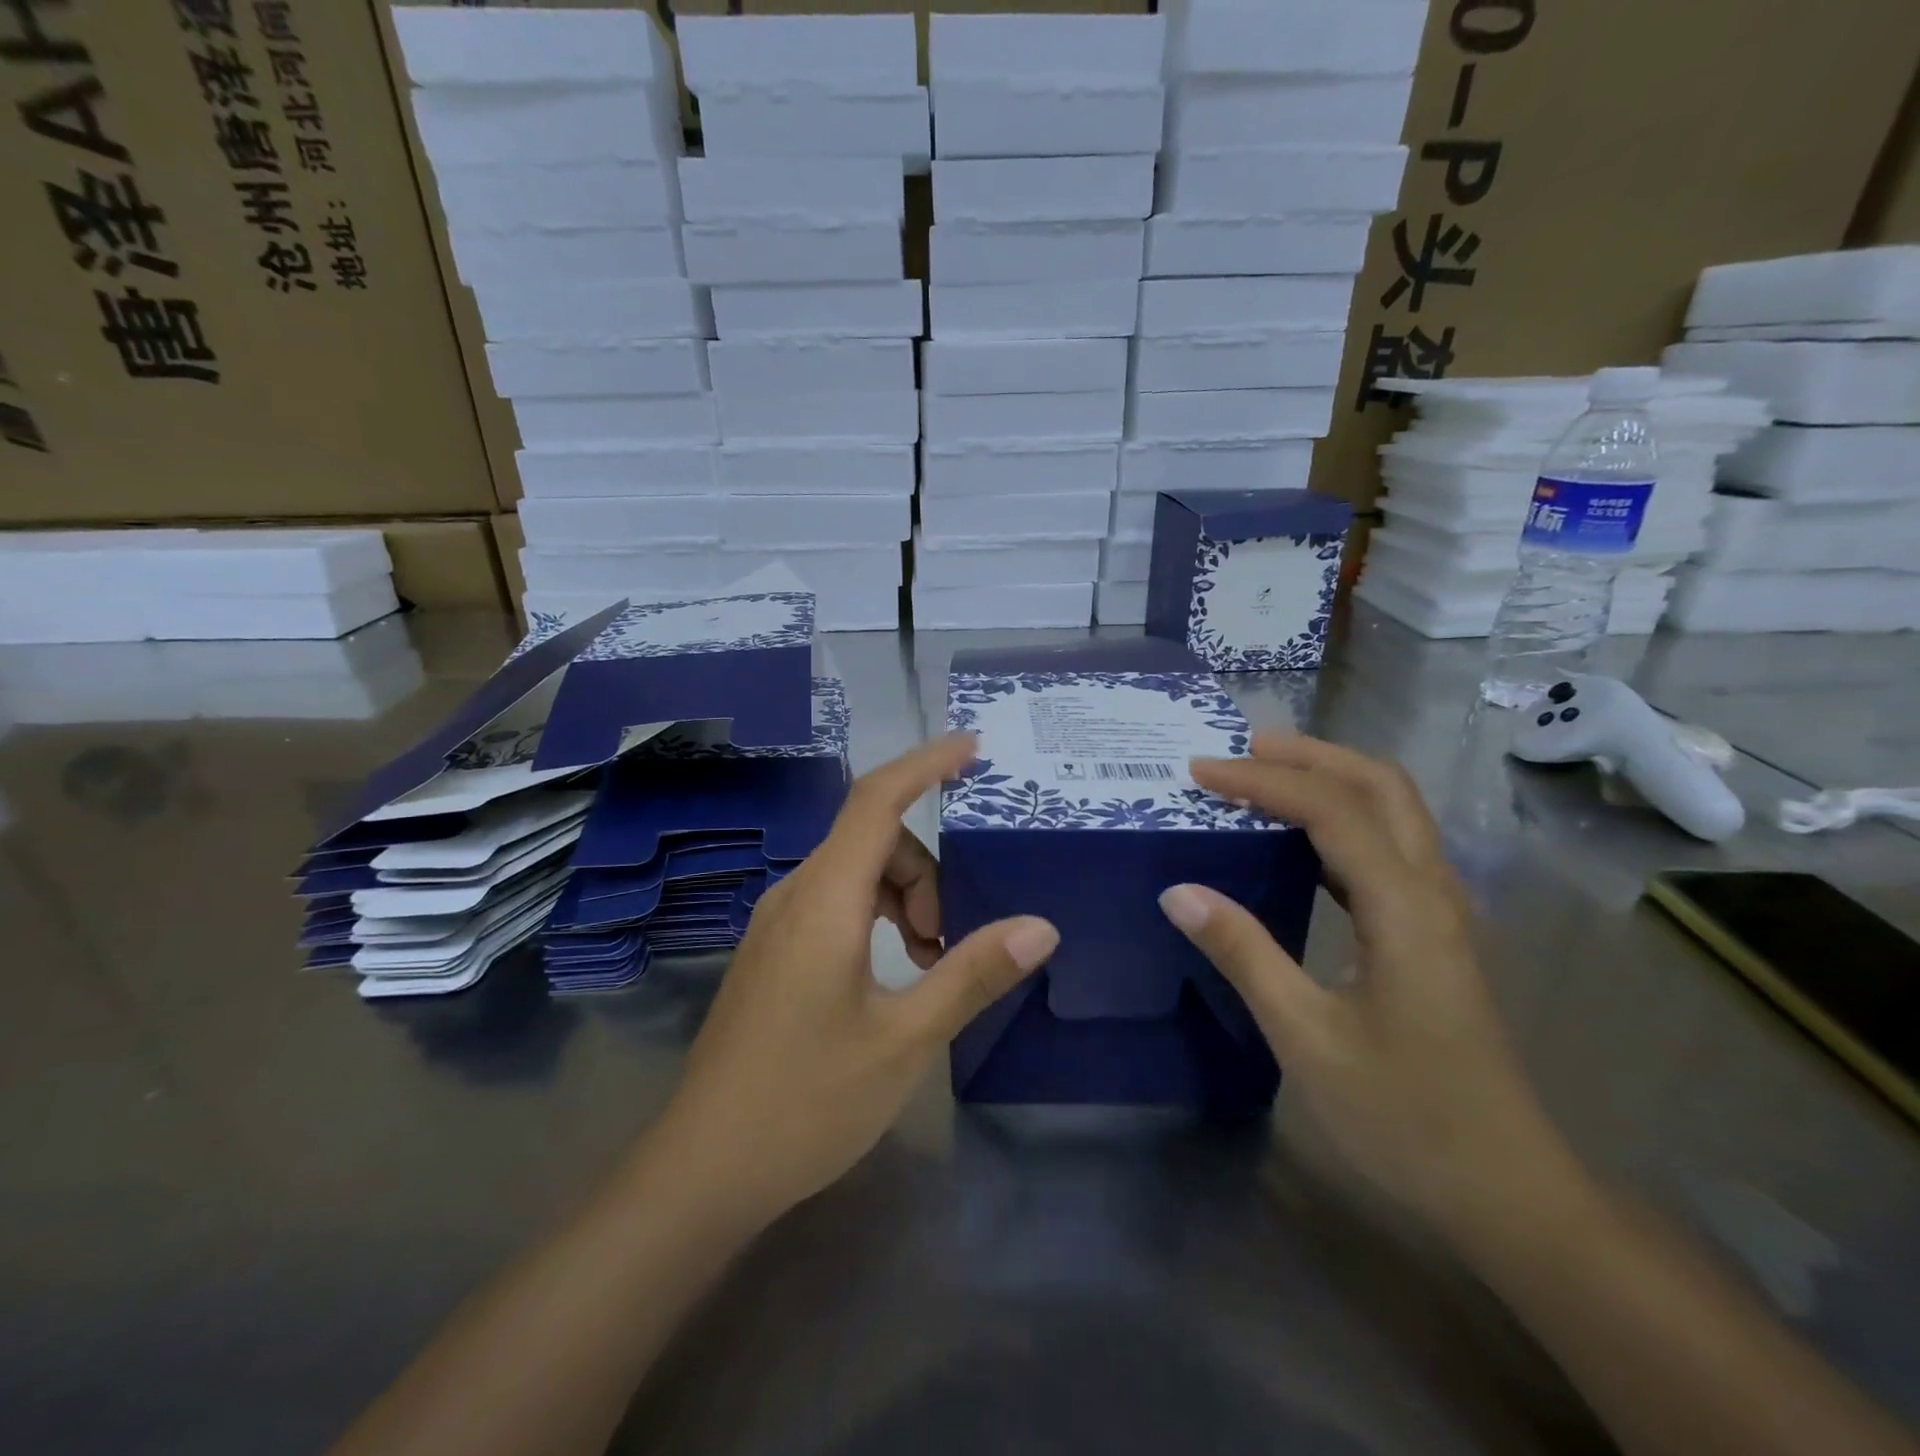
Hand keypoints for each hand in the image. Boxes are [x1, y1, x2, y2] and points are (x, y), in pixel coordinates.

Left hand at [648, 735, 1058, 1230]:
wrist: (702, 1170)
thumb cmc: (806, 1102)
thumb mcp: (904, 1039)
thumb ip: (971, 974)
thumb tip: (1040, 926)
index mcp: (824, 900)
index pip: (877, 800)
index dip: (925, 764)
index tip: (972, 747)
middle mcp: (795, 895)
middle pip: (873, 841)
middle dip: (927, 872)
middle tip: (951, 943)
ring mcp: (777, 923)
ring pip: (855, 874)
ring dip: (904, 899)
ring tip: (929, 965)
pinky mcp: (774, 951)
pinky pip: (835, 903)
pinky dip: (877, 917)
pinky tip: (894, 973)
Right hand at [1160, 733, 1584, 1241]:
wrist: (1507, 1190)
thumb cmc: (1405, 1117)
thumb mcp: (1306, 1037)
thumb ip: (1243, 953)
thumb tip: (1179, 891)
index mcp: (1406, 909)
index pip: (1332, 810)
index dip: (1263, 782)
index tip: (1201, 771)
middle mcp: (1434, 892)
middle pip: (1381, 786)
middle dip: (1310, 755)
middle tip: (1242, 750)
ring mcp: (1442, 911)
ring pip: (1393, 810)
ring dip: (1330, 779)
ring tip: (1264, 776)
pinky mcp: (1435, 933)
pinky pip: (1388, 847)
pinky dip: (1340, 821)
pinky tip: (1298, 841)